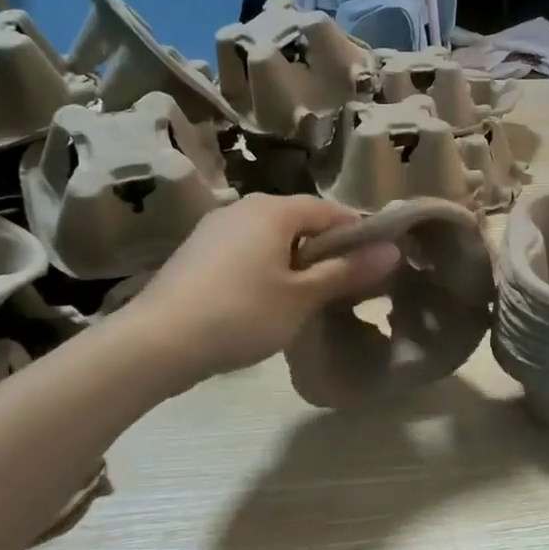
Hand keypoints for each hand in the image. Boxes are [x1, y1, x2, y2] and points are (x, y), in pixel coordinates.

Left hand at [126, 196, 400, 380]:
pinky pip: (245, 250)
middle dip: (325, 249)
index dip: (358, 234)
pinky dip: (264, 267)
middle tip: (344, 287)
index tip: (375, 264)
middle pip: (299, 221)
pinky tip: (264, 301)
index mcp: (273, 209)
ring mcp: (214, 227)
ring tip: (306, 298)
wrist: (156, 342)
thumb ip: (347, 271)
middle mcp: (243, 207)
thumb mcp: (302, 297)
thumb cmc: (241, 314)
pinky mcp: (196, 252)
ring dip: (294, 260)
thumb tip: (392, 250)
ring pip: (271, 237)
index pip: (330, 210)